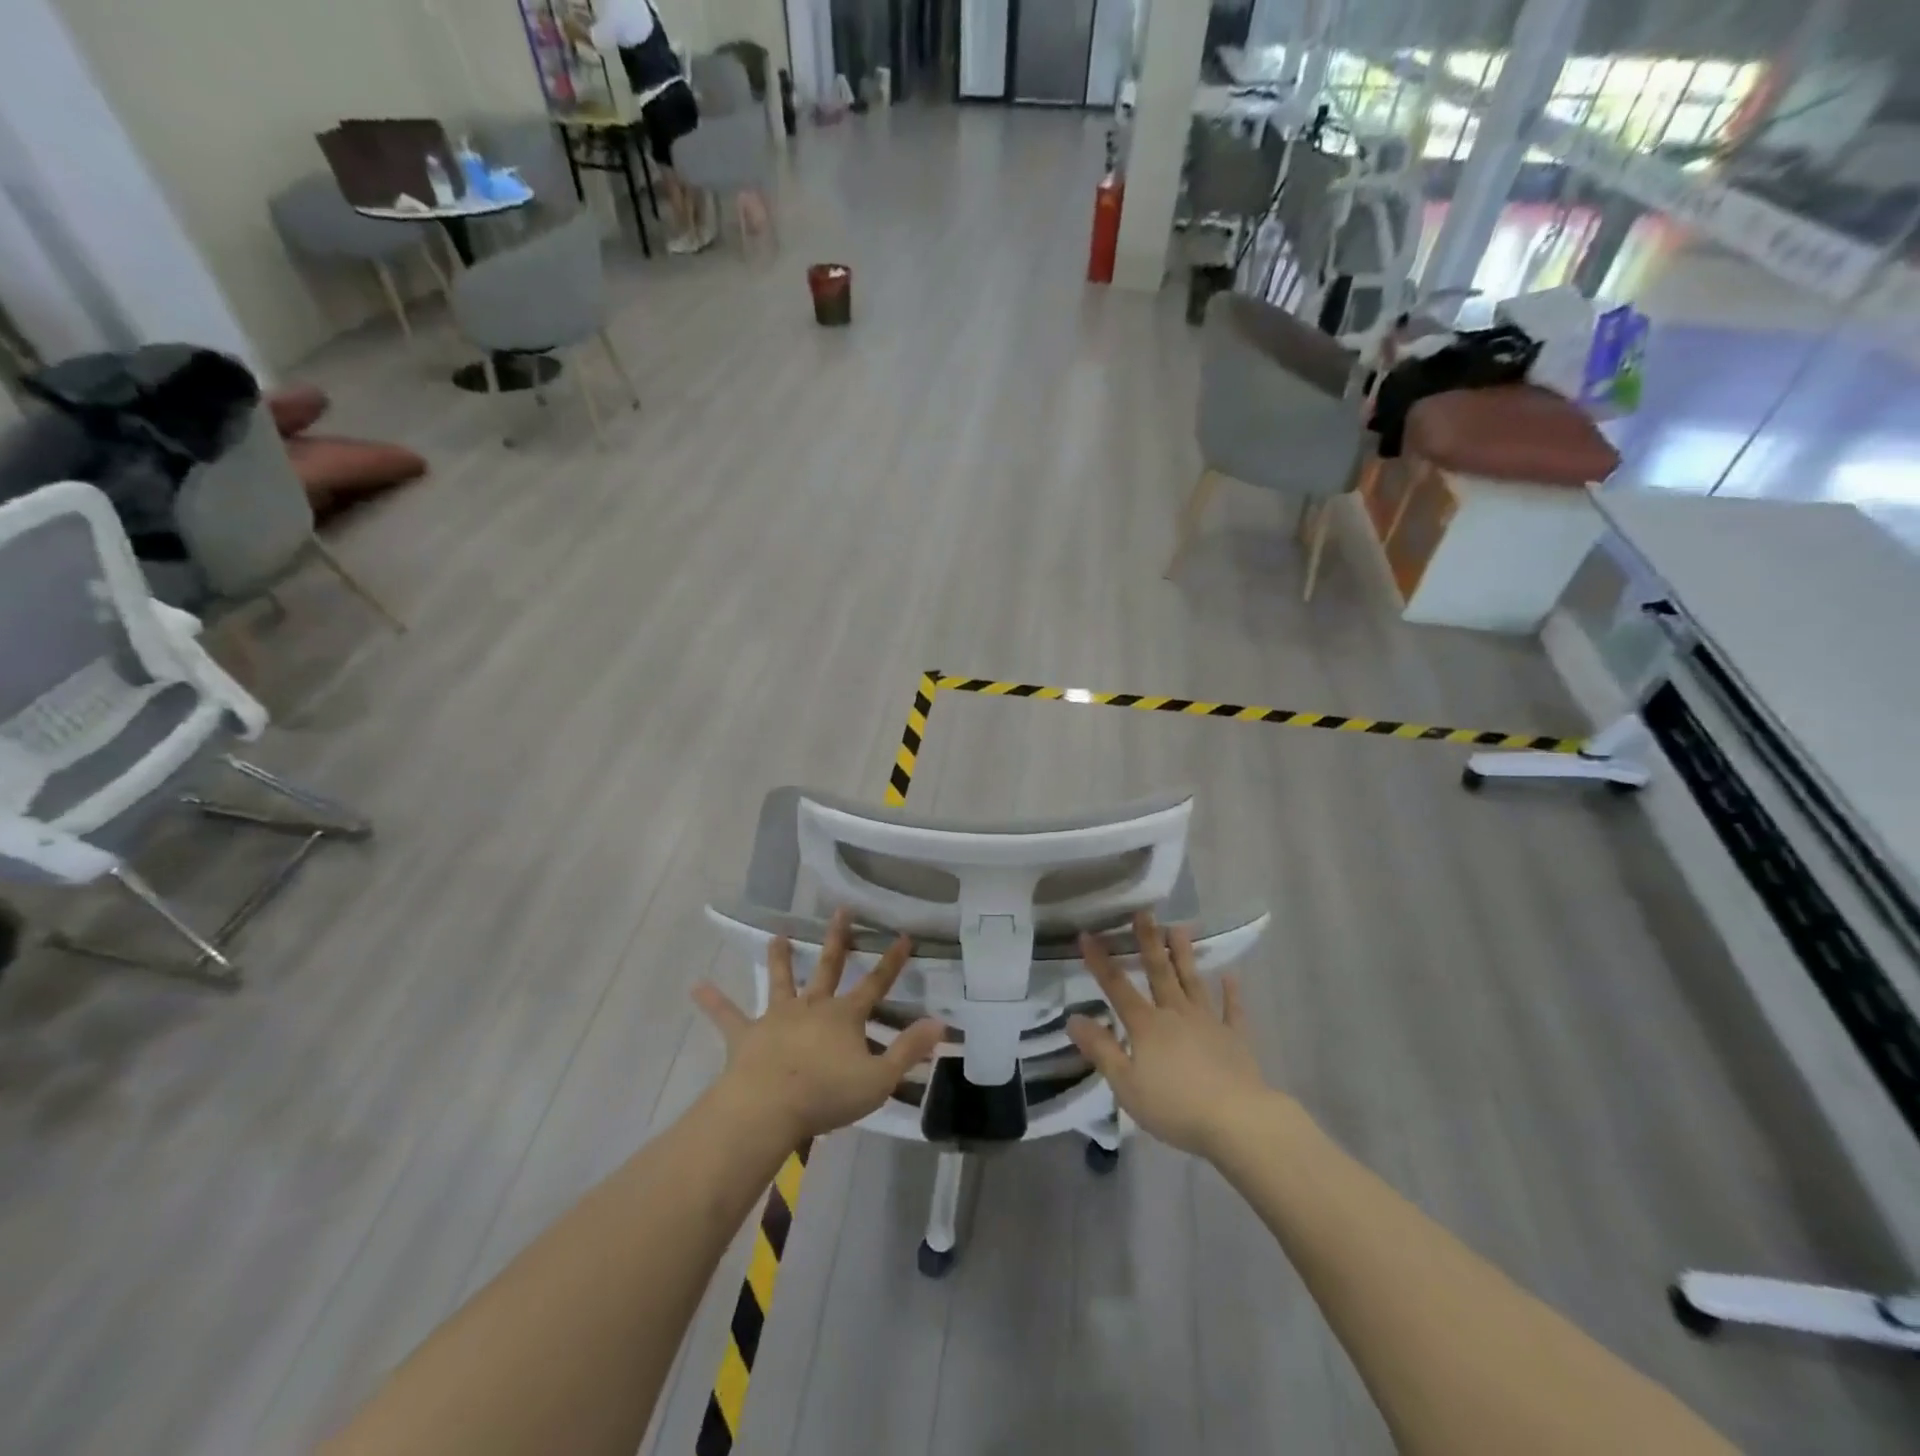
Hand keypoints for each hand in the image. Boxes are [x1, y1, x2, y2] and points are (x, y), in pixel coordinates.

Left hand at [694, 909, 944, 1144]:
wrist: (768, 1108)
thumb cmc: (827, 1095)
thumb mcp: (879, 1078)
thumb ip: (910, 1049)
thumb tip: (941, 1023)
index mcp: (844, 1017)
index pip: (875, 984)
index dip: (892, 962)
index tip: (904, 936)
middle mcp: (812, 1007)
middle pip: (828, 968)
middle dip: (838, 939)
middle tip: (841, 910)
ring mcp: (777, 1018)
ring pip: (781, 981)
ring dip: (780, 959)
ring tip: (776, 936)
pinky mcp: (746, 1036)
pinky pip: (728, 1016)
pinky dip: (713, 1001)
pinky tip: (696, 986)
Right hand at [1067, 912, 1272, 1158]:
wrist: (1238, 1121)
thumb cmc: (1175, 1106)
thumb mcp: (1126, 1084)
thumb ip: (1101, 1049)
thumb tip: (1073, 1018)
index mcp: (1146, 1025)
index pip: (1117, 987)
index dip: (1100, 961)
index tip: (1087, 933)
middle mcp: (1176, 1014)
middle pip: (1159, 972)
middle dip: (1148, 941)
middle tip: (1144, 912)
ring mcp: (1208, 1023)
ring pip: (1193, 981)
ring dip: (1185, 955)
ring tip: (1179, 928)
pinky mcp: (1235, 1039)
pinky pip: (1232, 1011)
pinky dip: (1232, 993)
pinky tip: (1231, 975)